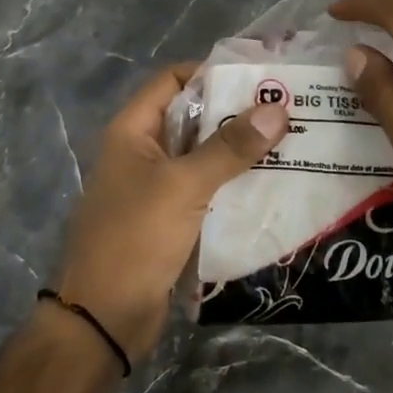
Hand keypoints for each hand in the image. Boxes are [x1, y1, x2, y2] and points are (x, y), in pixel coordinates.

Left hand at [53, 63, 288, 362]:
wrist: (103, 320)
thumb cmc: (135, 238)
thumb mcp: (184, 186)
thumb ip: (230, 148)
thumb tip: (277, 108)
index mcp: (133, 131)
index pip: (173, 80)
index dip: (212, 72)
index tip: (259, 77)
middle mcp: (143, 152)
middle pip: (193, 117)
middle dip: (235, 113)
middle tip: (286, 109)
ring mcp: (156, 187)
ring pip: (203, 156)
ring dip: (238, 151)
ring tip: (289, 142)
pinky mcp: (170, 219)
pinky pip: (206, 189)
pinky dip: (233, 183)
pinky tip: (270, 184)